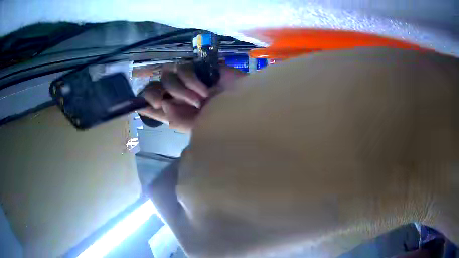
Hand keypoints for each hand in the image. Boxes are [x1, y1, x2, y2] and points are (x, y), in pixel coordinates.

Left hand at [138, 63, 245, 131]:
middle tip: (164, 102)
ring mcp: (186, 80)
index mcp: (173, 110)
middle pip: (152, 85)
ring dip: (180, 89)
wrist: (244, 108)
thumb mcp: (196, 128)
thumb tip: (163, 102)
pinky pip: (184, 67)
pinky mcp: (198, 68)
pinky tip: (205, 90)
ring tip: (199, 100)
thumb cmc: (221, 121)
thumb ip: (175, 119)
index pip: (150, 104)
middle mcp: (176, 94)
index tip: (139, 104)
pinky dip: (192, 80)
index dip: (142, 103)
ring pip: (166, 74)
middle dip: (155, 93)